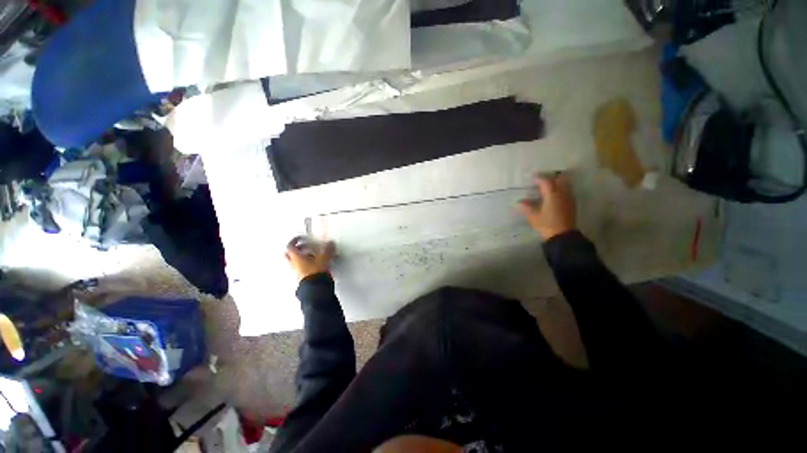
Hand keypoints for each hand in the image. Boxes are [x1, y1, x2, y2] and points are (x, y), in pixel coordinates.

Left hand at [285, 237, 335, 281]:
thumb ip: (327, 249)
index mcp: (296, 257)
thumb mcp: (324, 257)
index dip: (295, 240)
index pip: (290, 246)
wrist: (315, 287)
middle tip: (304, 246)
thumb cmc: (315, 271)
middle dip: (297, 249)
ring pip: (296, 261)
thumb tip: (330, 243)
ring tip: (312, 254)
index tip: (300, 238)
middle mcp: (294, 264)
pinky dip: (306, 263)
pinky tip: (315, 263)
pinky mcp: (302, 276)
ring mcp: (297, 271)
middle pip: (290, 254)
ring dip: (302, 256)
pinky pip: (301, 267)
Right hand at [517, 172, 576, 240]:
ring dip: (557, 183)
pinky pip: (567, 192)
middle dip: (551, 177)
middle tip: (542, 179)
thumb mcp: (533, 216)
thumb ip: (526, 207)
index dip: (538, 178)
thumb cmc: (546, 224)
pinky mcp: (571, 205)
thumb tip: (519, 202)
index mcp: (552, 194)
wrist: (563, 236)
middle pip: (559, 179)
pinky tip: (554, 196)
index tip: (531, 176)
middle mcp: (562, 194)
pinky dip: (561, 190)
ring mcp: (569, 199)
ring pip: (565, 185)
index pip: (545, 181)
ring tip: (548, 186)